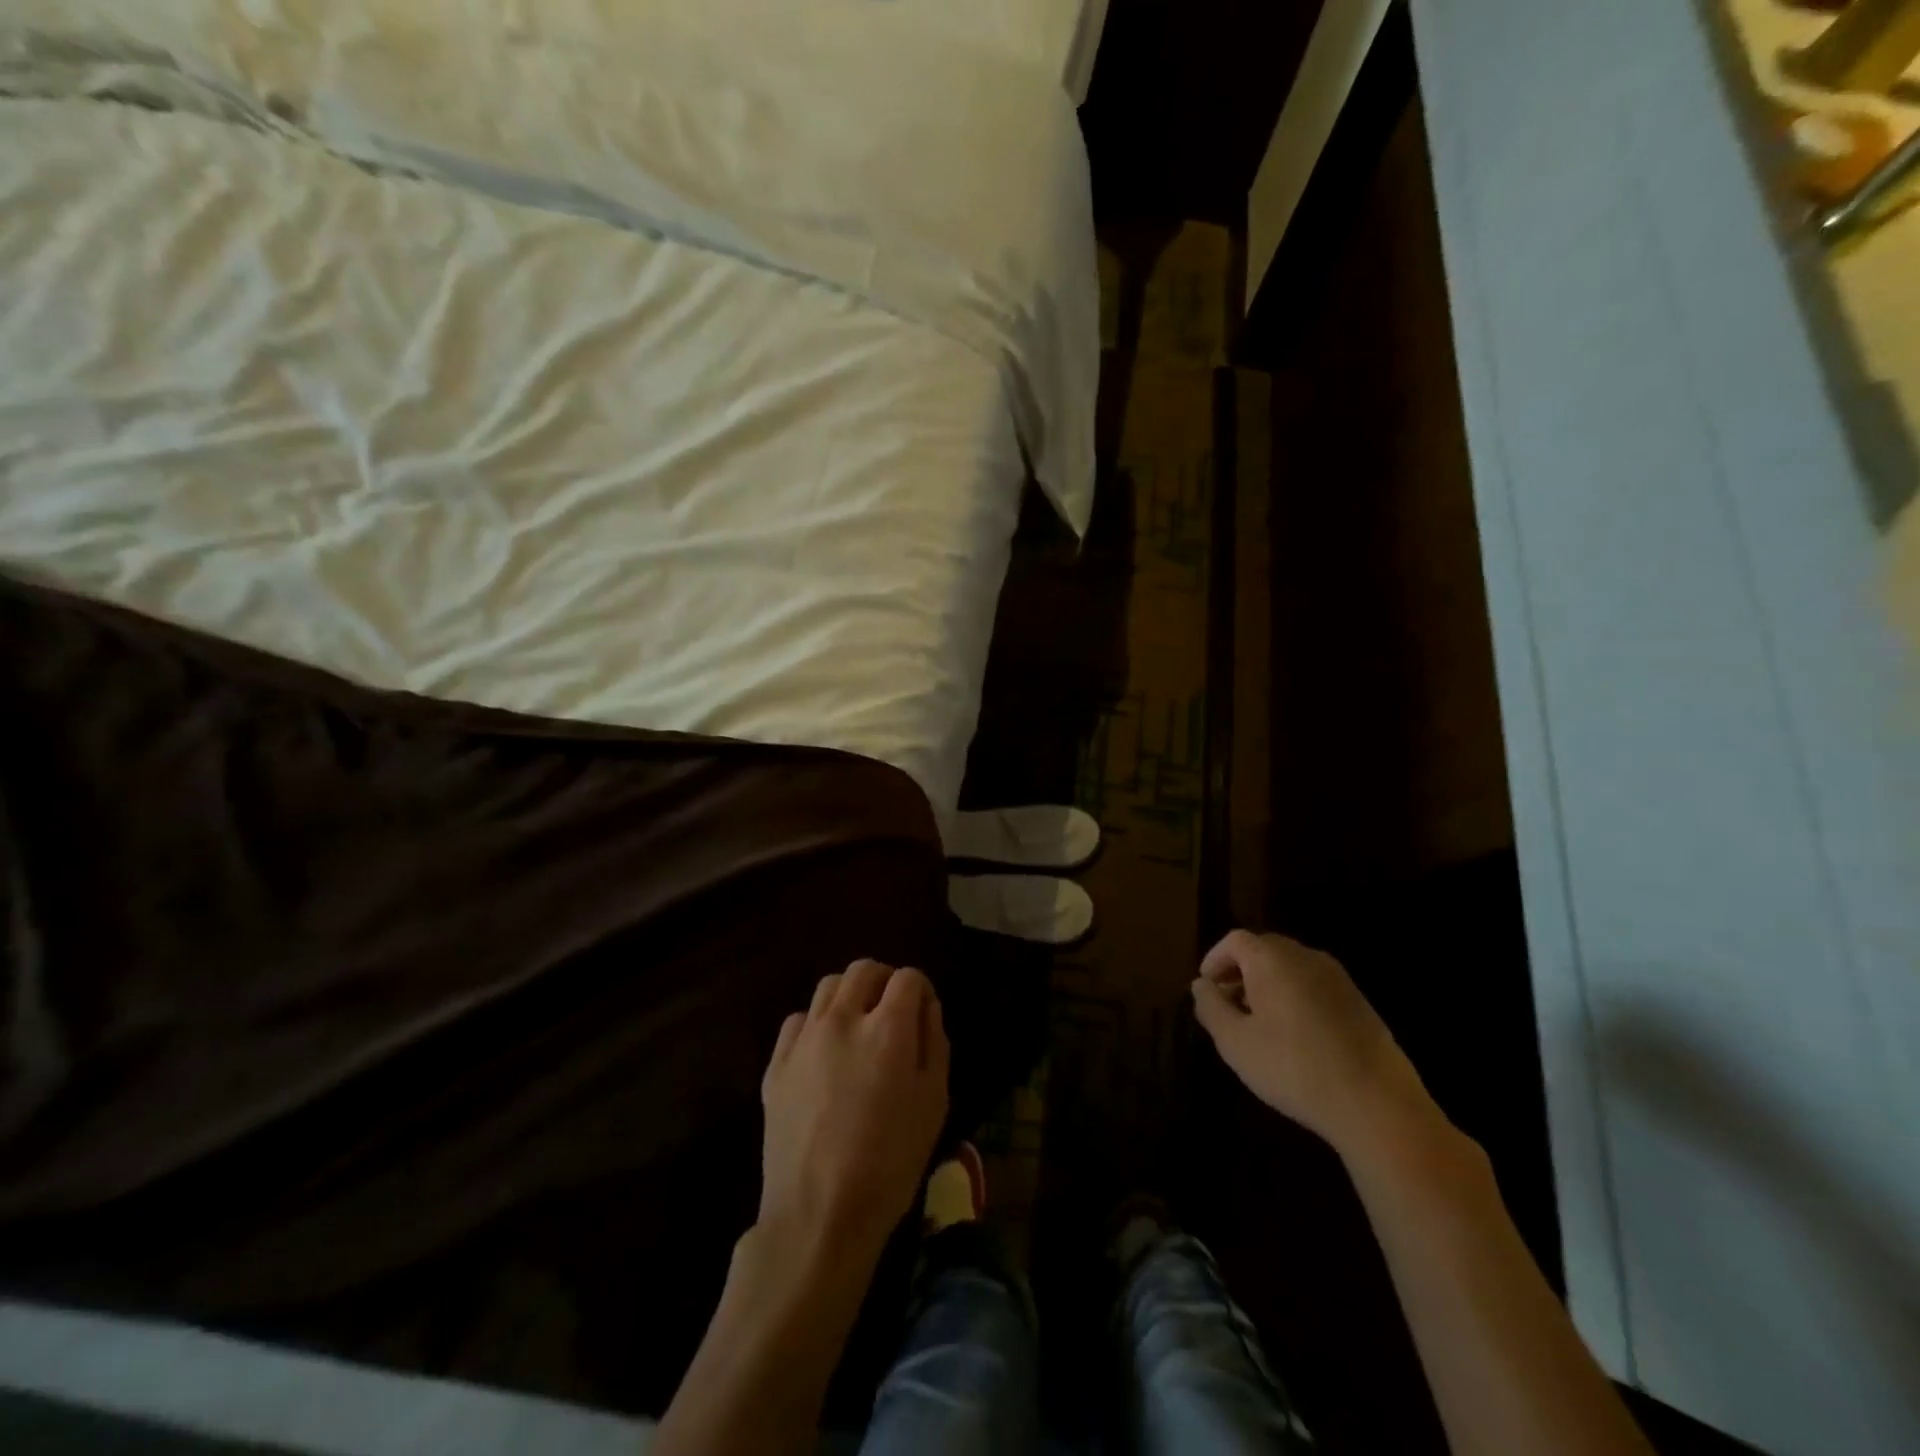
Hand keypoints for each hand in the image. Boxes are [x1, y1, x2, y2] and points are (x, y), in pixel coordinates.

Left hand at [758, 960, 949, 1268]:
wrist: (818, 1215)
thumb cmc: (889, 1164)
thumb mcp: (933, 1104)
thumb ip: (934, 1044)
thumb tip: (926, 1008)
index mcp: (887, 1030)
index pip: (907, 978)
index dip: (921, 988)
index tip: (923, 1011)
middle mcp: (843, 1020)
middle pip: (864, 969)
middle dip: (885, 980)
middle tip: (893, 1010)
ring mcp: (804, 1039)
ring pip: (828, 987)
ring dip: (850, 995)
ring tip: (858, 1026)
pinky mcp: (776, 1062)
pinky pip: (798, 1020)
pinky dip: (816, 1022)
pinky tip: (824, 1053)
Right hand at [1192, 930, 1440, 1160]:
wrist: (1377, 1104)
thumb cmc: (1294, 1067)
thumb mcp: (1235, 1042)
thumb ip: (1211, 1007)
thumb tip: (1201, 985)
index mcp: (1273, 959)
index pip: (1235, 941)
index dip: (1215, 959)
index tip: (1206, 987)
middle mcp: (1306, 957)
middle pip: (1264, 950)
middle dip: (1240, 972)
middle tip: (1228, 1005)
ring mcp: (1338, 978)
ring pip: (1291, 968)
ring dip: (1268, 986)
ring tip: (1258, 1024)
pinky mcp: (1359, 1003)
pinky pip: (1314, 986)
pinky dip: (1295, 998)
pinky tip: (1294, 1037)